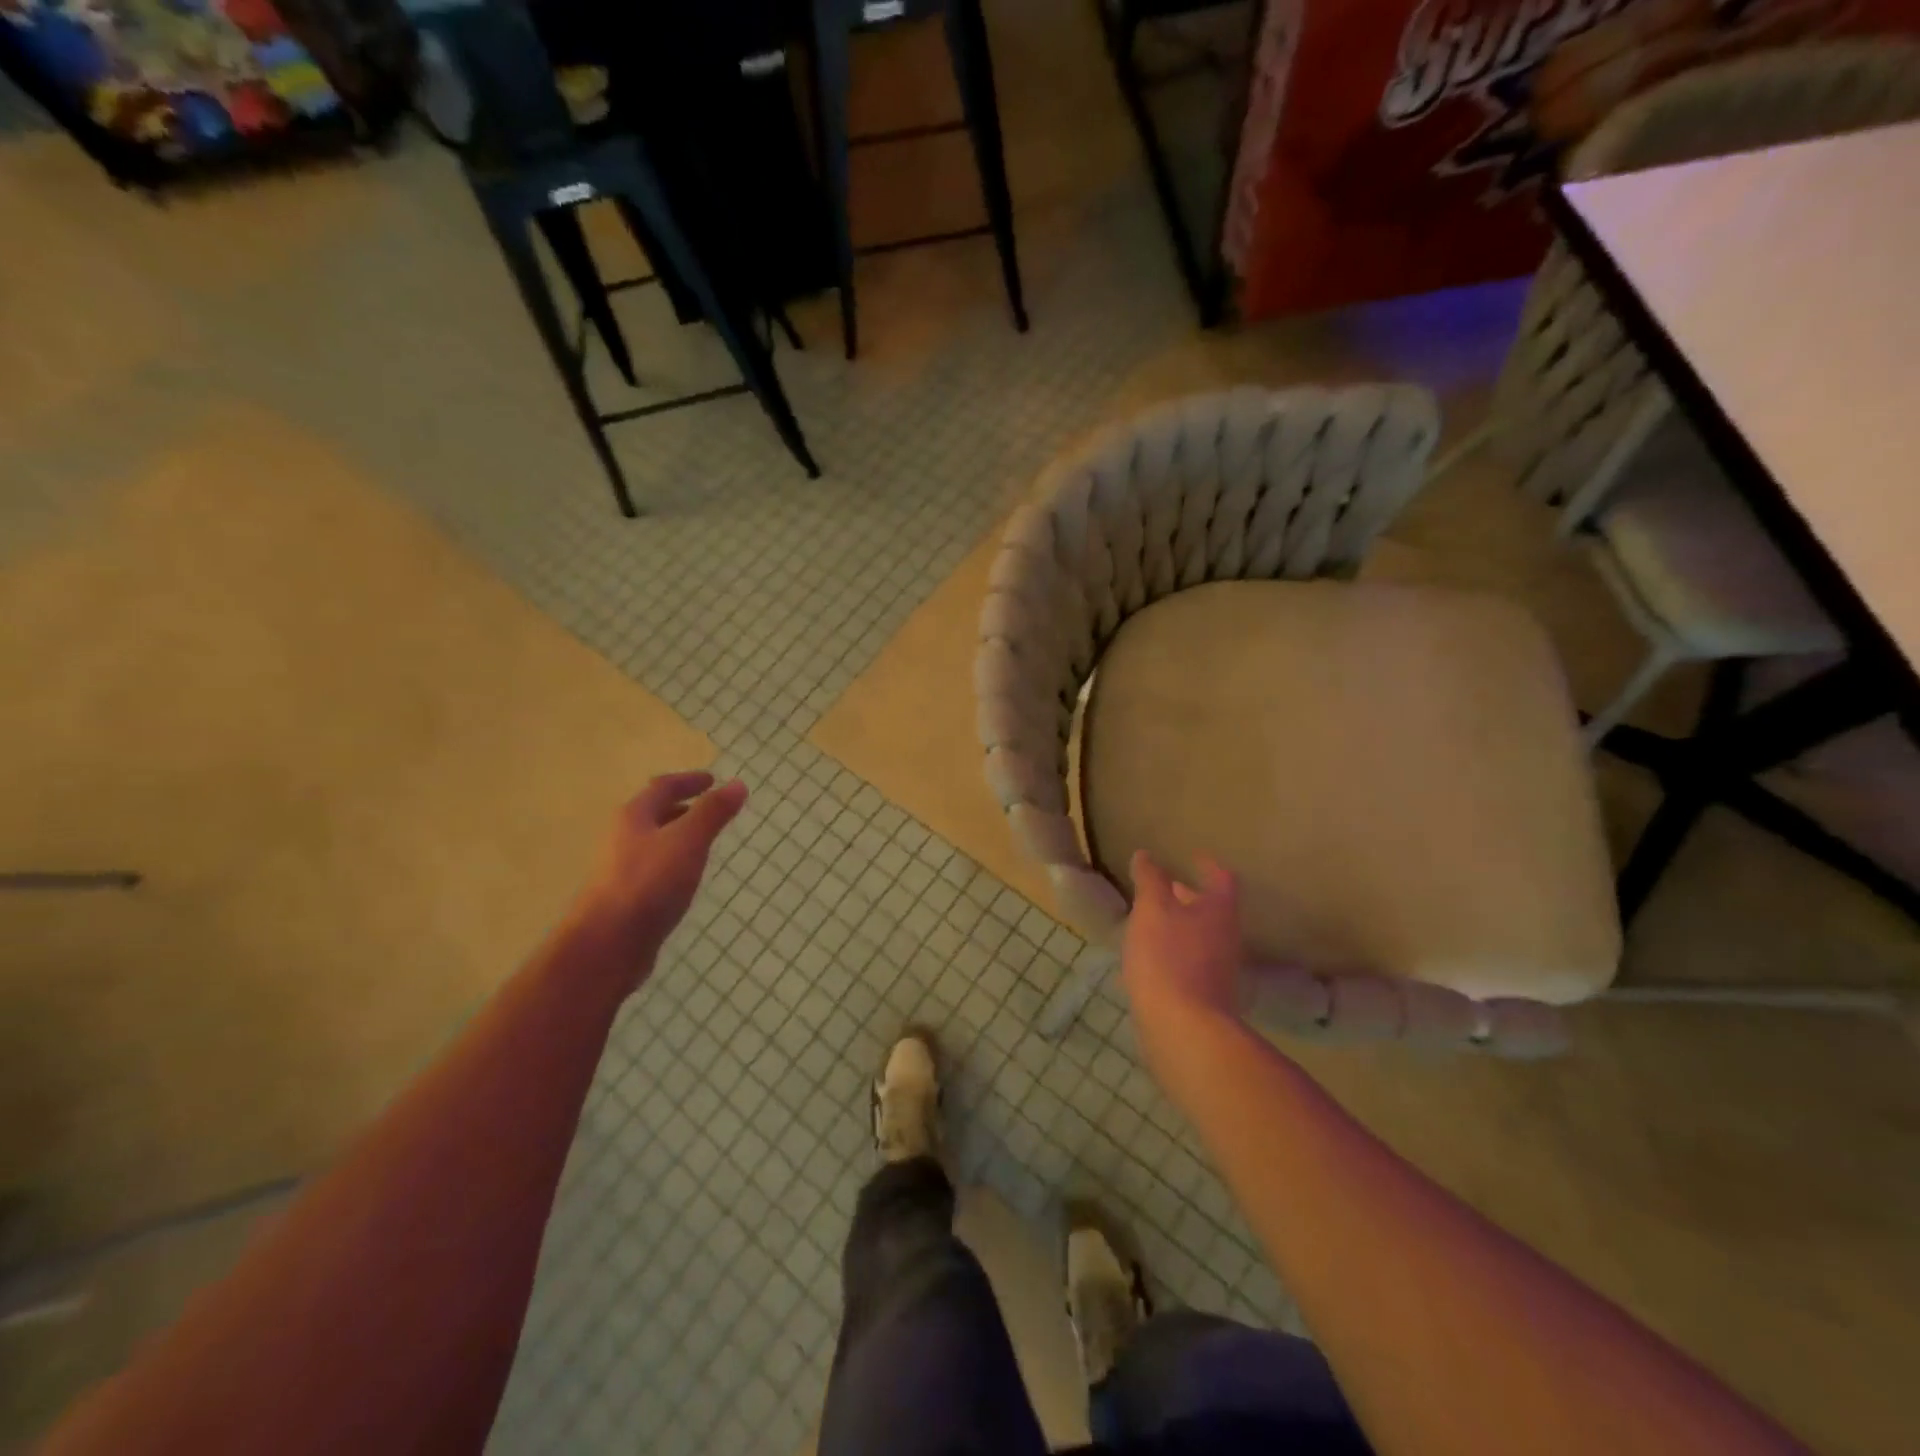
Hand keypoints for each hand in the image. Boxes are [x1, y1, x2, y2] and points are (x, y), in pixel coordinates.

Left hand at [572, 772, 747, 973]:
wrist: (608, 944)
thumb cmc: (649, 883)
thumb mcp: (688, 841)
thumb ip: (712, 813)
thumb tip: (737, 784)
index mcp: (634, 817)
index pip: (662, 787)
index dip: (688, 781)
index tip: (712, 779)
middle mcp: (623, 838)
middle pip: (654, 813)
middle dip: (682, 807)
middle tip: (710, 809)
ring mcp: (622, 869)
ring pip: (653, 842)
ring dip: (677, 836)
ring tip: (703, 841)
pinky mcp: (627, 897)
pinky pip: (654, 869)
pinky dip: (674, 862)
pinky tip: (686, 878)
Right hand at [1121, 851, 1243, 1077]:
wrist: (1183, 1029)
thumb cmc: (1168, 957)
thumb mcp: (1152, 909)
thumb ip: (1150, 879)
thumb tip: (1146, 855)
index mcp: (1219, 911)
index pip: (1221, 879)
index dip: (1208, 866)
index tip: (1194, 858)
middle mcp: (1227, 938)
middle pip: (1212, 910)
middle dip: (1189, 897)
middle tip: (1164, 888)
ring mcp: (1219, 971)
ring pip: (1200, 938)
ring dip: (1179, 927)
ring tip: (1150, 923)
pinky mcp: (1206, 998)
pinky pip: (1190, 964)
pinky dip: (1173, 954)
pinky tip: (1149, 960)